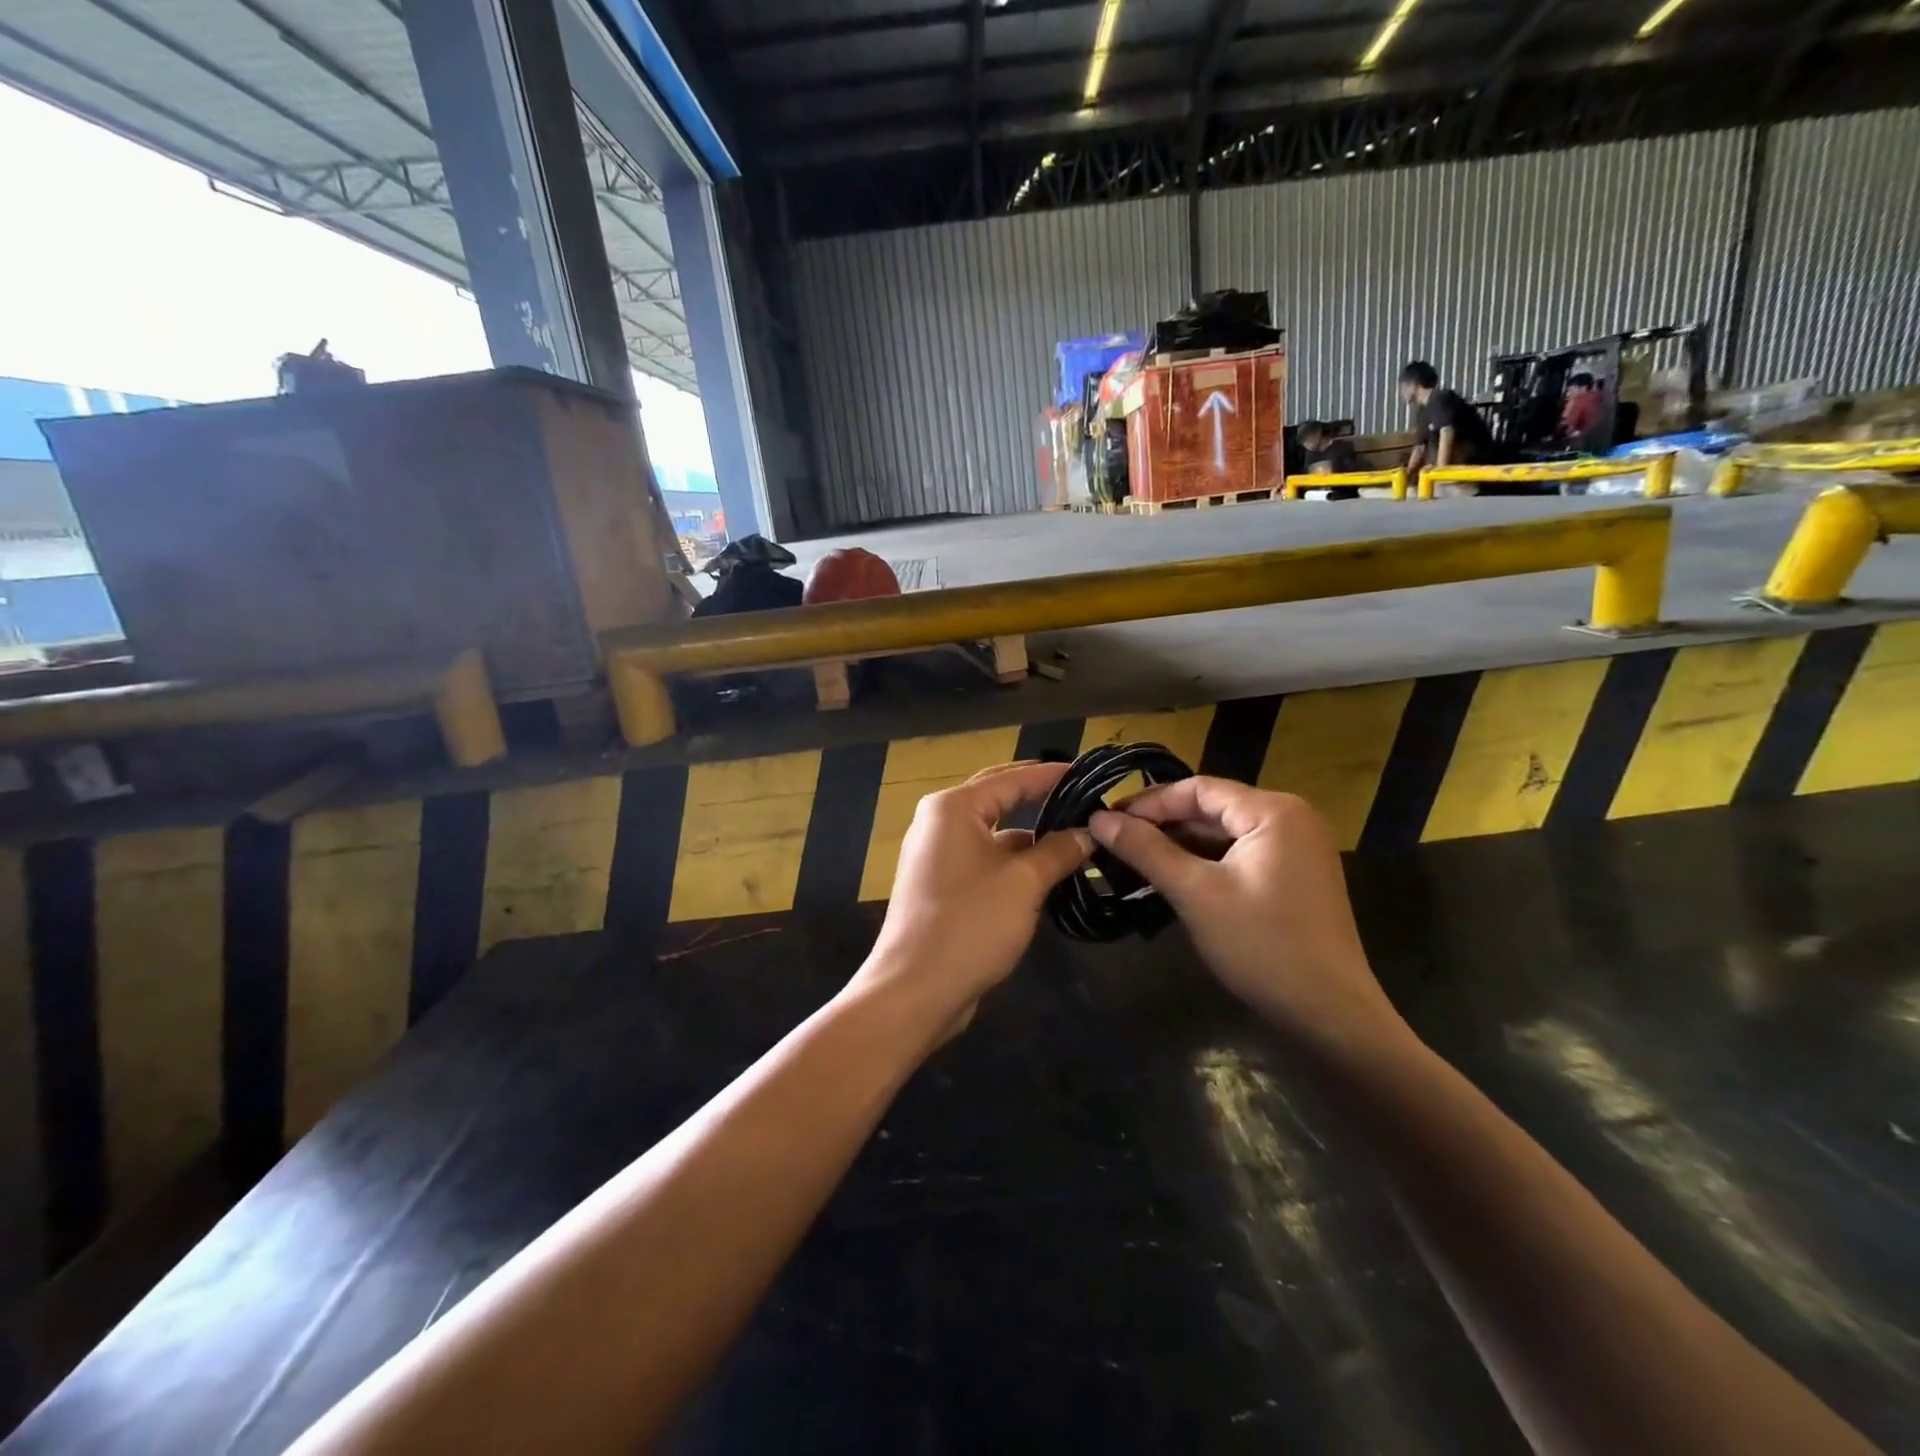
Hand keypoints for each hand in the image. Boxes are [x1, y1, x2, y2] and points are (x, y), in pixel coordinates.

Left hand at [852, 762, 1091, 1036]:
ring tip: (1077, 839)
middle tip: (1084, 799)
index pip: (1012, 778)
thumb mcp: (1024, 883)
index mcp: (953, 808)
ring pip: (994, 833)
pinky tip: (1048, 873)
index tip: (1091, 775)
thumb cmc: (970, 924)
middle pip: (999, 798)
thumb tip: (1088, 833)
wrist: (915, 990)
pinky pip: (984, 859)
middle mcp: (940, 822)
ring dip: (1031, 836)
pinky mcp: (941, 884)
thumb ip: (1058, 851)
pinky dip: (1014, 862)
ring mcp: (937, 854)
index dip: (1052, 775)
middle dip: (1041, 798)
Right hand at [1090, 778, 1409, 1059]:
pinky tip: (1171, 877)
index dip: (1149, 802)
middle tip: (1113, 839)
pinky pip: (1239, 855)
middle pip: (1212, 808)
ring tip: (1133, 858)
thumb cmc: (1263, 946)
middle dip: (1162, 823)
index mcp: (1275, 811)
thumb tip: (1098, 818)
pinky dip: (1204, 862)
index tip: (1107, 819)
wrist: (1331, 1015)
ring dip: (1180, 844)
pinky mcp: (1294, 876)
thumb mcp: (1196, 894)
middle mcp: (1291, 819)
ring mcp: (1297, 849)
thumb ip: (1146, 850)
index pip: (1198, 788)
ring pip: (1224, 833)